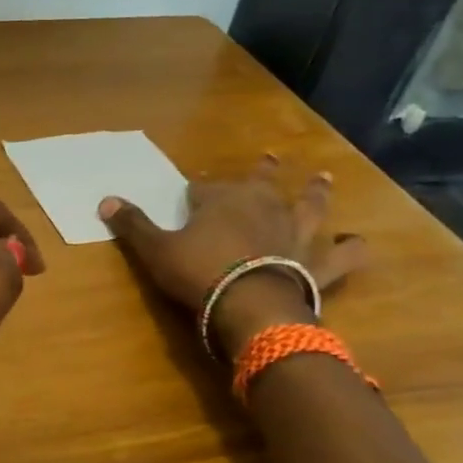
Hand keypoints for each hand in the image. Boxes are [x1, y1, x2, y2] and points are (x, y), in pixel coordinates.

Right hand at [99, 155, 366, 356]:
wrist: (249, 305)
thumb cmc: (198, 272)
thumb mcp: (155, 249)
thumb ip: (133, 224)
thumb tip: (104, 200)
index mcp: (222, 200)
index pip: (205, 189)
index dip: (198, 192)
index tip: (193, 194)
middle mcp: (263, 206)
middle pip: (263, 182)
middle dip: (264, 171)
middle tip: (271, 157)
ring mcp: (295, 233)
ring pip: (309, 205)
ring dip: (316, 193)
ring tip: (322, 178)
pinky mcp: (317, 263)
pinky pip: (342, 255)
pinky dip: (351, 249)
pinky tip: (358, 242)